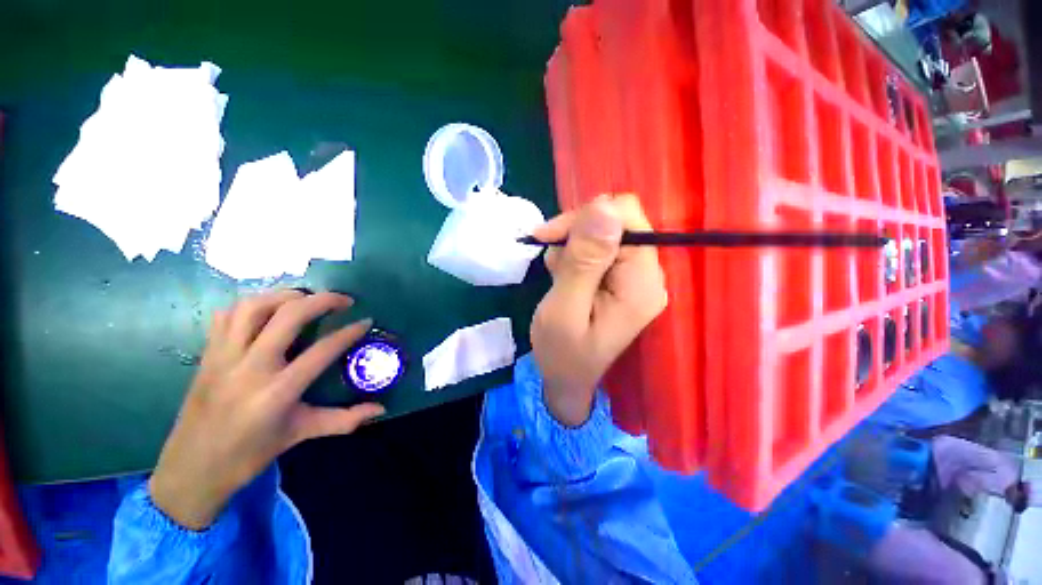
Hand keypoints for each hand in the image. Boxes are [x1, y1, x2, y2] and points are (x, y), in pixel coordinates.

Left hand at [149, 290, 383, 529]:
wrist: (191, 469)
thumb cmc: (250, 454)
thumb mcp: (300, 434)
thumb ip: (344, 420)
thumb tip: (380, 409)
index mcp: (277, 391)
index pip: (322, 350)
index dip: (349, 332)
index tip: (366, 321)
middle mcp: (250, 367)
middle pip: (289, 316)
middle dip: (322, 300)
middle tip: (343, 300)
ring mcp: (224, 357)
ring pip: (254, 306)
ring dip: (286, 295)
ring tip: (307, 299)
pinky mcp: (208, 354)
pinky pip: (228, 315)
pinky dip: (252, 304)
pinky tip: (269, 311)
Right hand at [530, 195, 667, 426]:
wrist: (565, 379)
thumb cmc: (561, 353)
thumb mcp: (564, 307)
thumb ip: (584, 260)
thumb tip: (604, 205)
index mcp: (641, 282)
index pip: (626, 217)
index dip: (586, 218)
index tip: (551, 236)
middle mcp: (648, 275)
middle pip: (616, 222)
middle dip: (576, 232)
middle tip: (550, 253)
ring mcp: (635, 277)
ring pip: (603, 232)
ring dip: (573, 245)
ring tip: (556, 272)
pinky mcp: (621, 279)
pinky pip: (598, 248)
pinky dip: (575, 254)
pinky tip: (562, 274)